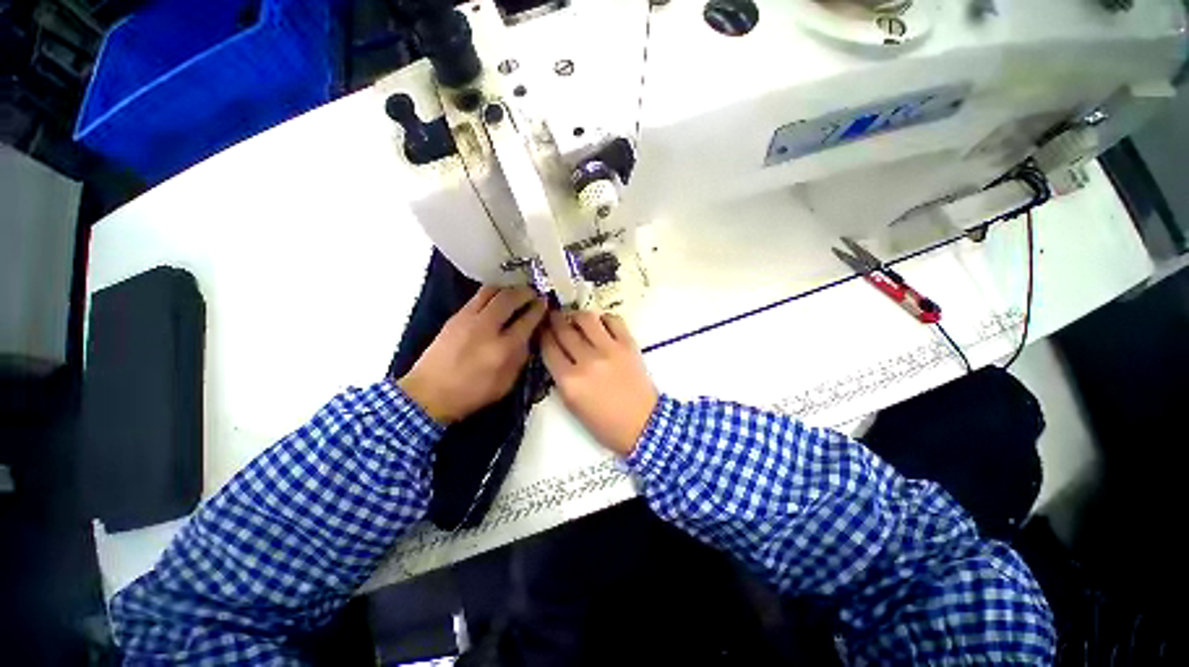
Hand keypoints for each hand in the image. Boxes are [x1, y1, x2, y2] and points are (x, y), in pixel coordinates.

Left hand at [397, 286, 546, 424]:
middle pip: (510, 298)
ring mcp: (469, 318)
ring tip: (514, 291)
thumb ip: (519, 360)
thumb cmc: (470, 395)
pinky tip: (495, 298)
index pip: (527, 320)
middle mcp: (488, 327)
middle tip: (533, 292)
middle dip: (525, 292)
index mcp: (503, 349)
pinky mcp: (456, 316)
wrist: (430, 392)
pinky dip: (491, 293)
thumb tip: (527, 339)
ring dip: (507, 288)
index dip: (539, 309)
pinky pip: (477, 297)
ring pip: (492, 291)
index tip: (545, 304)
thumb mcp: (503, 385)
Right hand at [541, 311, 658, 455]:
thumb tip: (556, 355)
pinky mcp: (628, 345)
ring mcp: (609, 350)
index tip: (541, 331)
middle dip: (554, 321)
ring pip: (586, 319)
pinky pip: (613, 320)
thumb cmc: (605, 424)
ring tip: (575, 319)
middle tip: (553, 318)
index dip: (542, 336)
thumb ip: (561, 379)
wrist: (642, 425)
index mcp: (570, 381)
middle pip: (564, 330)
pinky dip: (603, 319)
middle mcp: (587, 361)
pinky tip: (600, 326)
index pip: (548, 348)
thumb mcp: (572, 406)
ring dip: (576, 316)